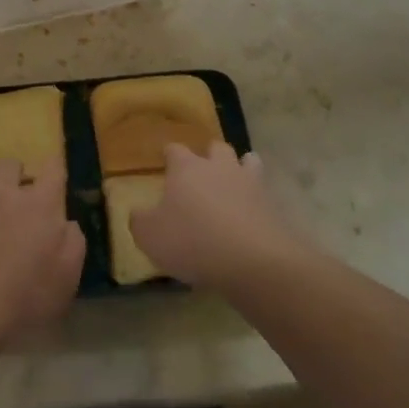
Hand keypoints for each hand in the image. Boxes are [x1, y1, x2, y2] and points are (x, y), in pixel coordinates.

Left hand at [0, 160, 84, 347]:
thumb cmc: (26, 297)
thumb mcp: (67, 277)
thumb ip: (72, 241)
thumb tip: (65, 223)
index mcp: (41, 204)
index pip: (53, 168)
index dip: (56, 167)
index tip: (55, 176)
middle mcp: (6, 194)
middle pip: (11, 165)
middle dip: (17, 175)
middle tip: (20, 199)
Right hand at [130, 142, 296, 291]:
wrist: (252, 260)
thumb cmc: (192, 241)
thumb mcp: (150, 236)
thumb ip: (139, 220)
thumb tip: (137, 212)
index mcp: (186, 167)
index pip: (174, 149)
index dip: (169, 155)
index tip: (164, 162)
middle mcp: (218, 166)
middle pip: (215, 147)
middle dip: (208, 156)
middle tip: (200, 174)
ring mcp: (249, 182)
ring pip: (247, 161)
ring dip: (239, 168)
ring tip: (233, 184)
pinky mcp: (271, 204)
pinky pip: (263, 191)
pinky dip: (256, 197)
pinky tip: (250, 211)